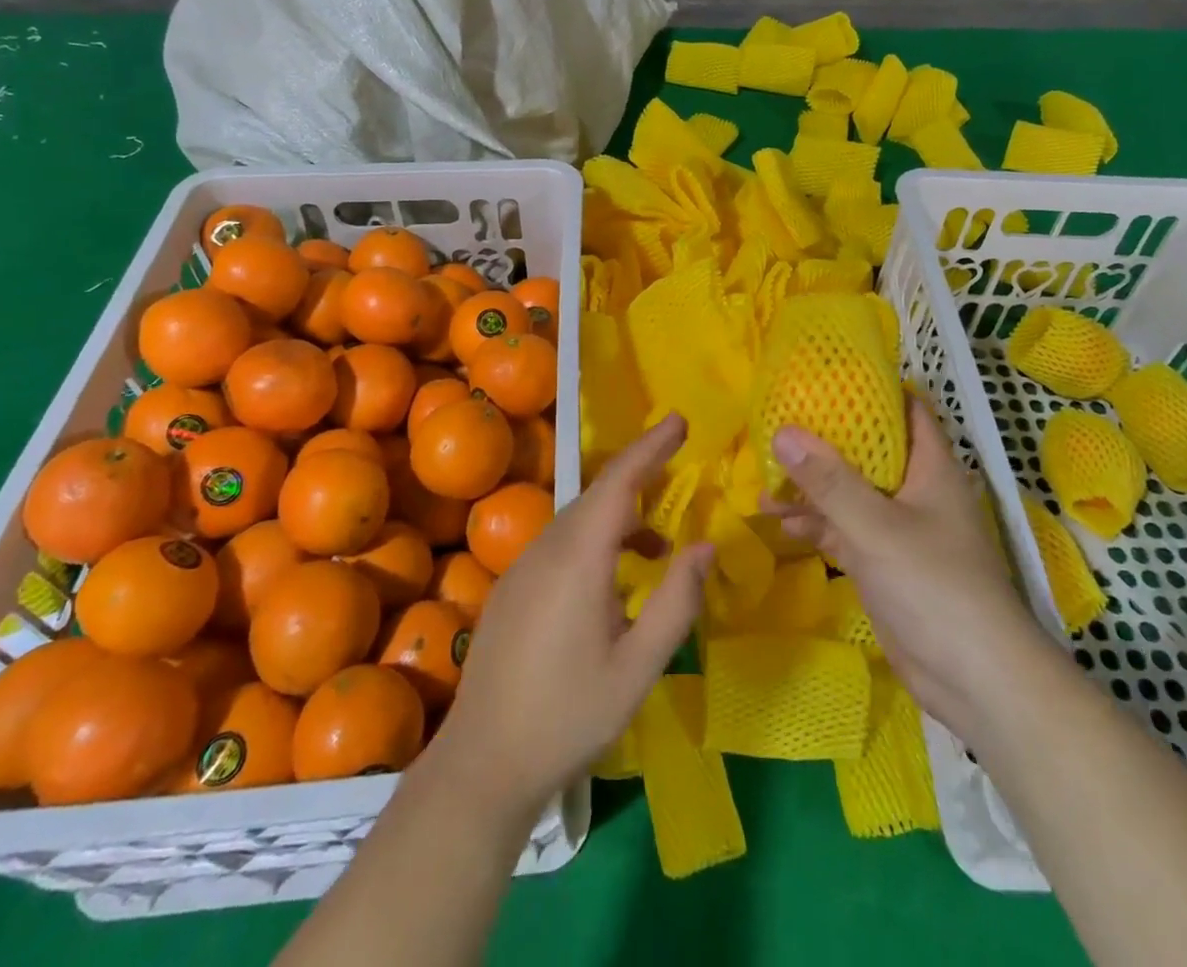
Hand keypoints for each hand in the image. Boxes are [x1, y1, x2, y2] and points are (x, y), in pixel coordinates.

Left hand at [428, 414, 712, 819]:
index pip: (618, 481)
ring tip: (658, 545)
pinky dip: (595, 539)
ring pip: (578, 519)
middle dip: (639, 473)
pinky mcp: (511, 588)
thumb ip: (676, 602)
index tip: (679, 421)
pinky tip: (612, 579)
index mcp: (578, 557)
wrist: (482, 764)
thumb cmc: (568, 716)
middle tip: (677, 467)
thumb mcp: (638, 667)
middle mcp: (546, 548)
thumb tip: (705, 545)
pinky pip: (560, 543)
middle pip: (597, 494)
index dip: (650, 447)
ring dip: (620, 515)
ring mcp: (522, 567)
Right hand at [766, 397, 1027, 739]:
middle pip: (868, 451)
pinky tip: (781, 525)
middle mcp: (917, 491)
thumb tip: (782, 432)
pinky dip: (818, 525)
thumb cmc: (934, 586)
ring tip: (764, 482)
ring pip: (852, 494)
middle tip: (777, 428)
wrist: (977, 681)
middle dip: (824, 442)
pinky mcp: (887, 565)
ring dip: (813, 489)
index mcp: (930, 467)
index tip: (823, 379)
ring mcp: (902, 530)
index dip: (871, 389)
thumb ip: (828, 481)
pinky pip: (847, 532)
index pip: (905, 409)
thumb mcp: (875, 527)